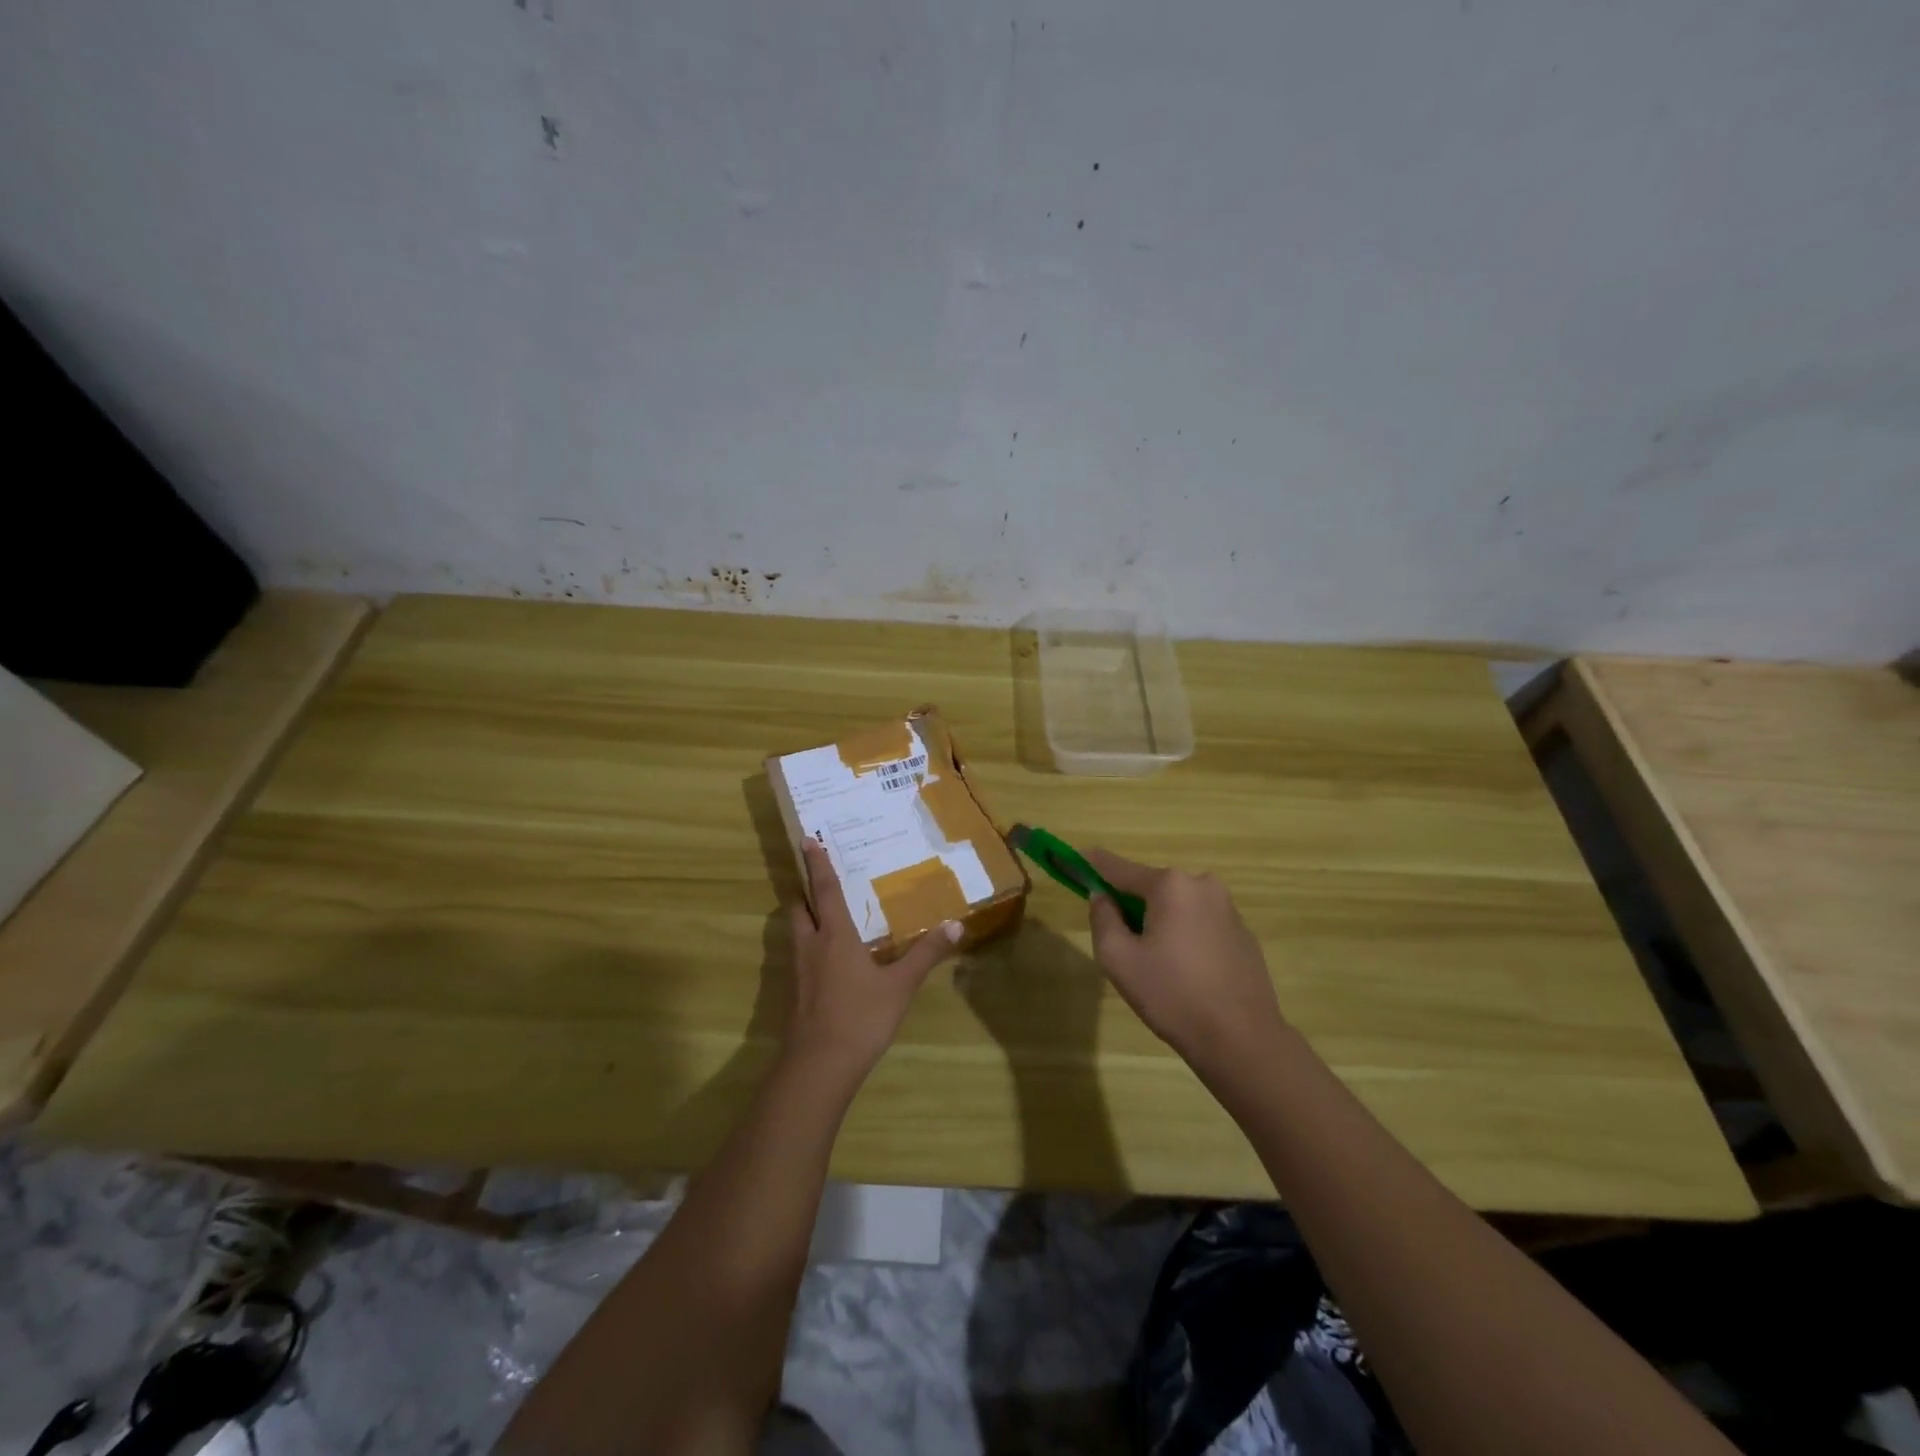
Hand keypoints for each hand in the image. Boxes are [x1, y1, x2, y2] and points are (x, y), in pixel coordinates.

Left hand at [783, 840, 961, 1088]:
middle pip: (798, 907)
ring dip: (804, 918)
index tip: (807, 840)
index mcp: (835, 935)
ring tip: (822, 915)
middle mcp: (811, 946)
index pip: (824, 890)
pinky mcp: (794, 994)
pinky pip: (798, 957)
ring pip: (795, 932)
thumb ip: (926, 955)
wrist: (818, 1066)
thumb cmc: (860, 1017)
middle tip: (817, 880)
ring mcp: (798, 971)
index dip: (817, 864)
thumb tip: (954, 925)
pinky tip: (826, 961)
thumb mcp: (900, 985)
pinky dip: (808, 946)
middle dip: (805, 891)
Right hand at [1084, 849, 1289, 1082]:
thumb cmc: (1172, 996)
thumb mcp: (1118, 958)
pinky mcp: (1243, 934)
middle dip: (1130, 904)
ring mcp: (1228, 908)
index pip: (1119, 868)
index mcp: (1170, 885)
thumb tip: (1102, 896)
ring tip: (1155, 965)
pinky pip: (1200, 923)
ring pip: (1177, 906)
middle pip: (1151, 887)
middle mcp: (1202, 885)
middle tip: (1119, 942)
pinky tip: (1184, 972)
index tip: (1073, 859)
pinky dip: (1184, 936)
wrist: (1242, 1040)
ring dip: (1159, 921)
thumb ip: (1102, 918)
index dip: (1092, 864)